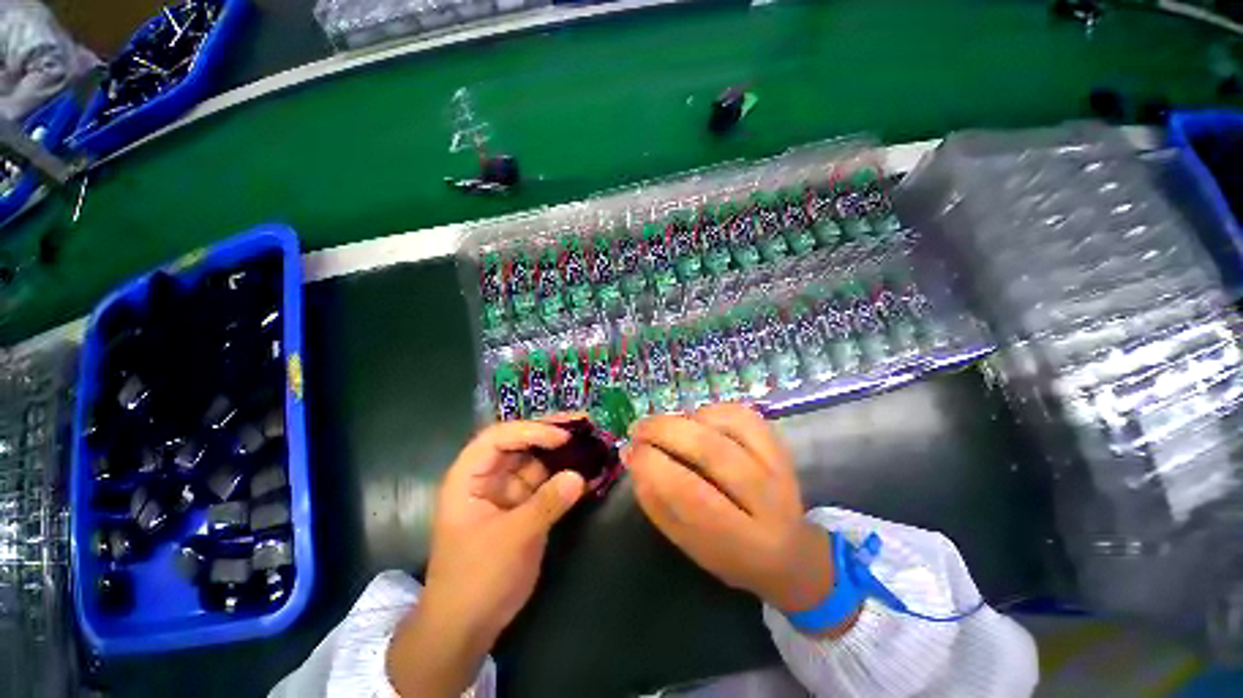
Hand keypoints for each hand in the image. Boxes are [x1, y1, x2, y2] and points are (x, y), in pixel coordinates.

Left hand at [386, 419, 585, 696]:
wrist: (467, 626)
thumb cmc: (476, 579)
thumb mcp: (511, 539)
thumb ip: (547, 504)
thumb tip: (579, 476)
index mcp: (470, 477)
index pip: (499, 437)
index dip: (530, 431)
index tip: (562, 437)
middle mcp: (489, 477)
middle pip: (521, 443)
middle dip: (551, 433)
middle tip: (585, 424)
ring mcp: (509, 491)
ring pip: (538, 460)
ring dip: (563, 452)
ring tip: (592, 443)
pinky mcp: (525, 506)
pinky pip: (548, 482)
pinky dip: (566, 476)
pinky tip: (588, 471)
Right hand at [626, 404, 845, 627]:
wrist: (791, 552)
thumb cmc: (730, 554)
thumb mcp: (688, 543)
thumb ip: (657, 502)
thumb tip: (632, 456)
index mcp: (742, 542)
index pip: (690, 494)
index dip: (652, 466)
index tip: (630, 452)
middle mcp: (768, 501)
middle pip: (712, 451)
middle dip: (664, 432)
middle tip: (638, 429)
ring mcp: (779, 466)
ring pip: (727, 425)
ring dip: (684, 419)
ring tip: (664, 427)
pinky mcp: (780, 444)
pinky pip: (739, 413)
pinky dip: (709, 411)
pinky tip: (694, 421)